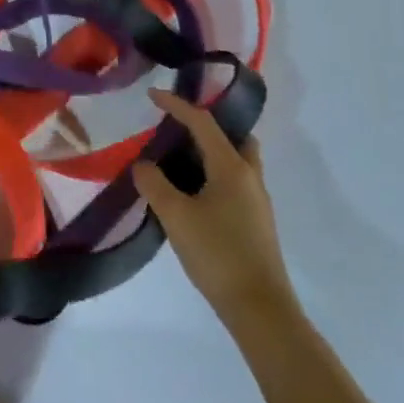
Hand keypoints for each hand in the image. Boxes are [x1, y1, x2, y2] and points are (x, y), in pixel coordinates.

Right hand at [133, 88, 300, 331]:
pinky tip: (192, 192)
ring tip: (178, 158)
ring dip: (211, 151)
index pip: (203, 122)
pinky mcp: (255, 221)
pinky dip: (214, 173)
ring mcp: (257, 200)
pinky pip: (234, 181)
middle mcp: (250, 177)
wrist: (259, 308)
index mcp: (232, 167)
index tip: (152, 94)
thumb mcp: (175, 215)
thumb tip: (144, 165)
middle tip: (177, 127)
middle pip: (233, 137)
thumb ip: (154, 183)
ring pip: (236, 161)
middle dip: (206, 126)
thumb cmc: (217, 253)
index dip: (176, 105)